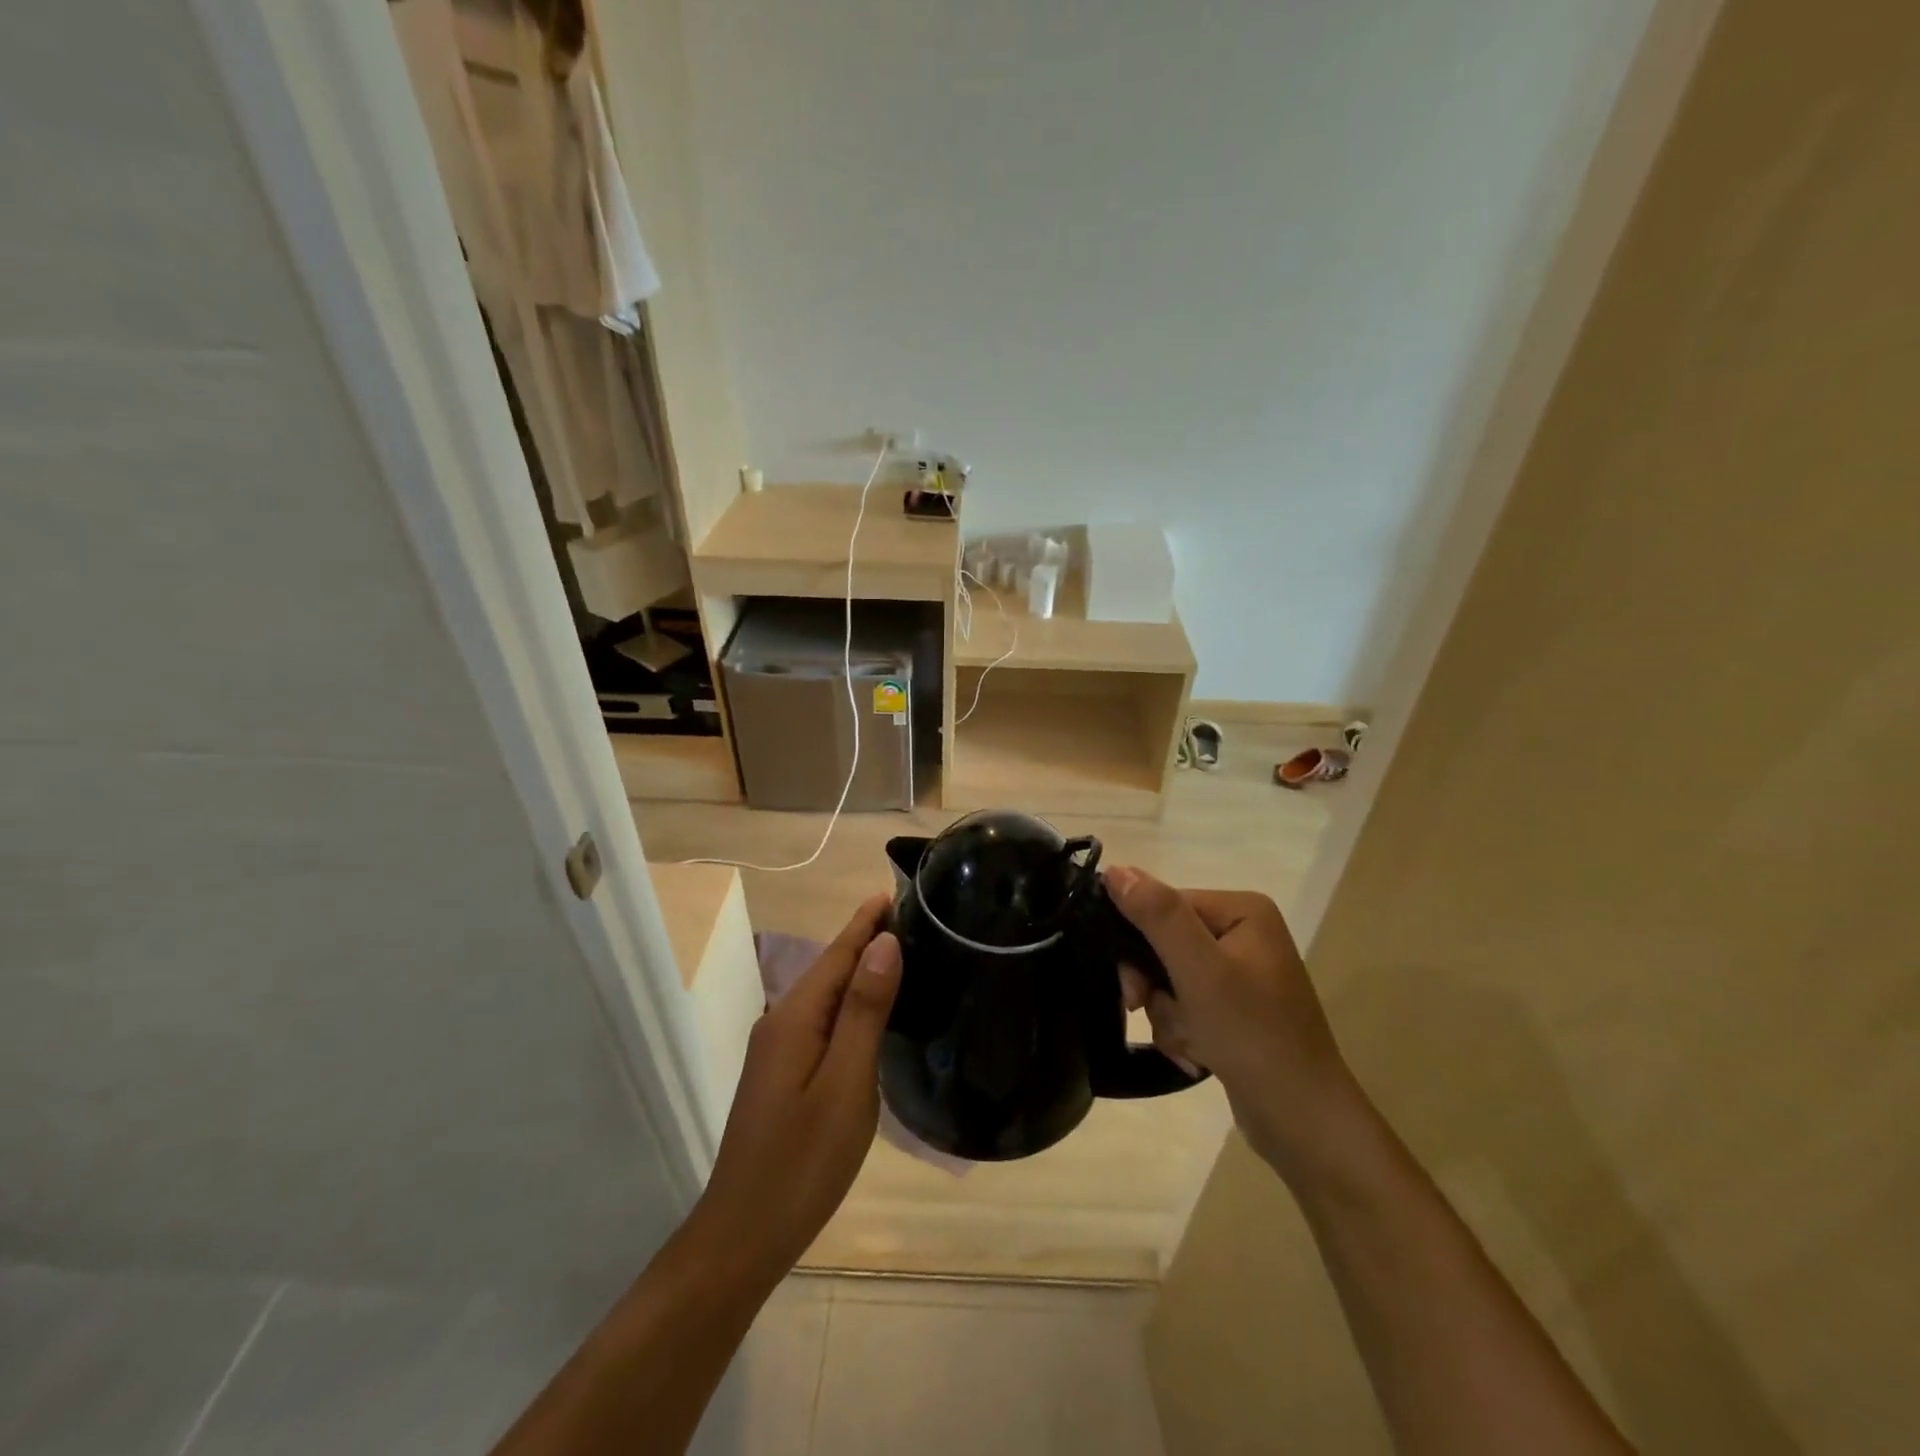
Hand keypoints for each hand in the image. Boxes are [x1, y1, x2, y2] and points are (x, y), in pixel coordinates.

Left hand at [692, 895, 900, 1278]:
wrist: (743, 1236)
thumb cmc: (803, 1161)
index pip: (838, 952)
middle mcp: (782, 1023)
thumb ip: (864, 1011)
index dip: (867, 921)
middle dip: (867, 939)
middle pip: (830, 968)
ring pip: (826, 995)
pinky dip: (851, 1003)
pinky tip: (874, 1011)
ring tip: (904, 954)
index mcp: (796, 1018)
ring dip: (861, 970)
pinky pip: (823, 1021)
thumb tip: (884, 943)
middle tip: (916, 920)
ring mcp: (779, 1050)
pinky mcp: (784, 1074)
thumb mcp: (846, 1084)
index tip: (898, 890)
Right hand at [1108, 868, 1365, 1182]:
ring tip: (1191, 1044)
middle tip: (1149, 1013)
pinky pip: (1187, 1005)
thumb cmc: (1252, 1036)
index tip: (1134, 989)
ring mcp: (1242, 974)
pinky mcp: (1236, 1010)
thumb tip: (1113, 869)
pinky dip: (1183, 1030)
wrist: (1303, 1122)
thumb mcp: (1199, 970)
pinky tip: (1198, 1055)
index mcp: (1243, 911)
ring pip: (1170, 979)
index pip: (1166, 906)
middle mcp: (1244, 934)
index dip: (1140, 943)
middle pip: (1165, 943)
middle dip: (1156, 987)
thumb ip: (1157, 915)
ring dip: (1169, 1015)